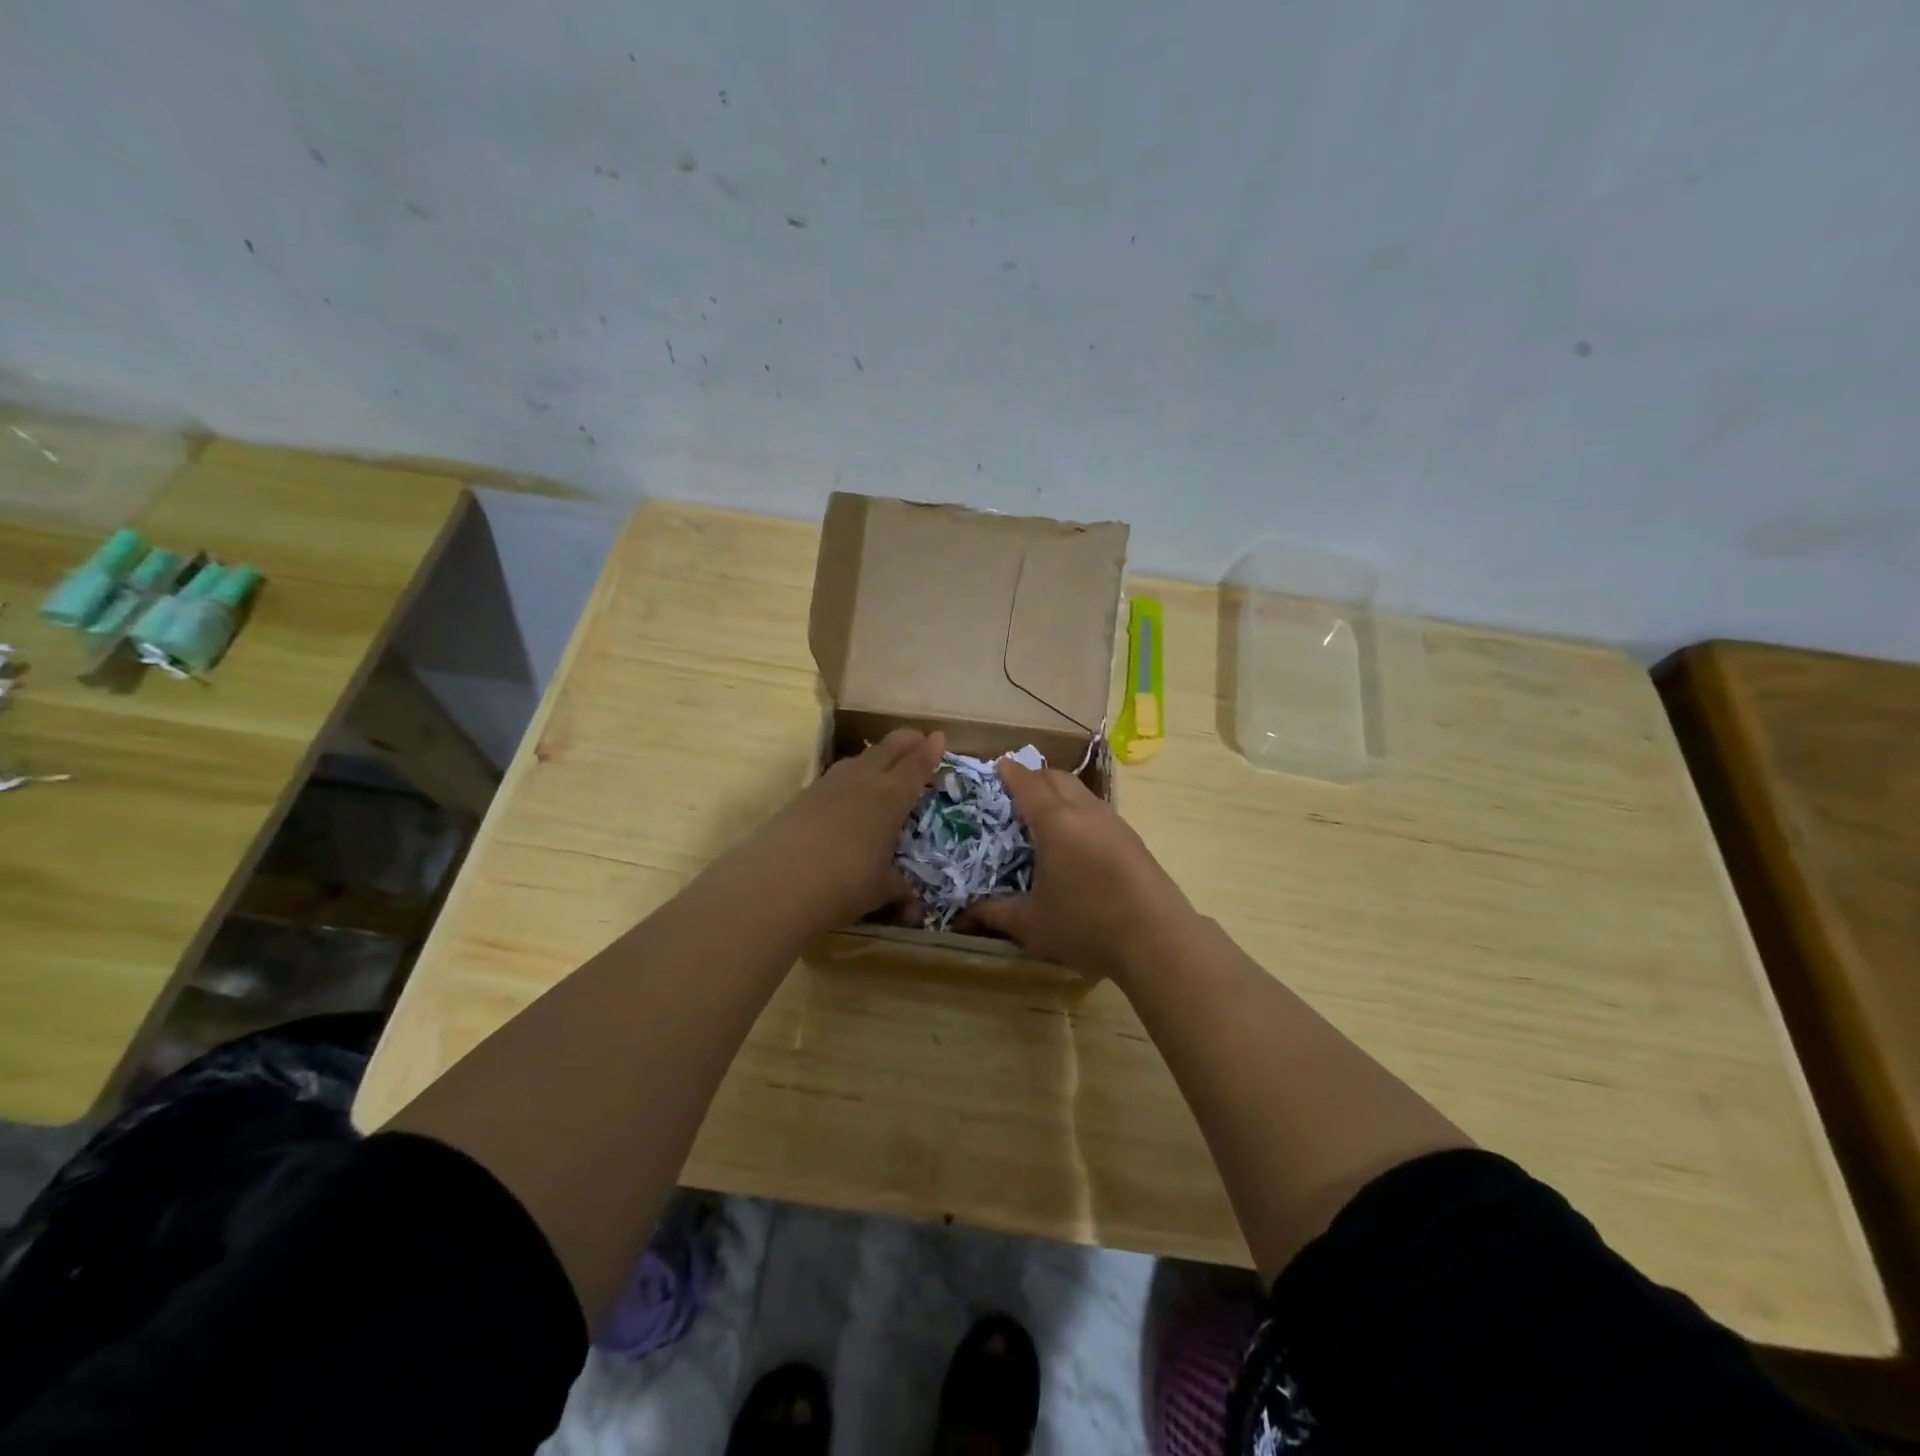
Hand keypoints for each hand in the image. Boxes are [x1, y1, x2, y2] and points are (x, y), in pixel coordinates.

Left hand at [744, 728, 945, 931]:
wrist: (777, 883)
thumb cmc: (843, 884)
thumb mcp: (879, 891)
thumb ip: (898, 892)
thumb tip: (915, 911)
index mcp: (890, 798)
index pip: (915, 766)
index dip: (929, 751)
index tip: (938, 737)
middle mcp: (862, 782)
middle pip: (888, 749)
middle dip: (905, 740)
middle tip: (917, 736)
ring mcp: (829, 785)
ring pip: (858, 758)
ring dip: (876, 754)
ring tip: (883, 758)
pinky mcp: (803, 796)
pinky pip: (835, 775)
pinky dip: (850, 773)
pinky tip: (847, 787)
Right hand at [963, 760, 1195, 982]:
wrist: (1157, 940)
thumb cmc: (1086, 926)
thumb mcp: (1031, 924)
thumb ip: (994, 913)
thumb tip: (964, 913)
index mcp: (1055, 822)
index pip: (1028, 783)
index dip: (1011, 772)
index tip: (998, 766)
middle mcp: (1085, 812)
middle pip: (1057, 778)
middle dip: (1035, 777)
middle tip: (1016, 792)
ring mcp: (1114, 823)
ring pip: (1081, 792)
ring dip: (1060, 793)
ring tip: (1045, 815)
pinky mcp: (1133, 839)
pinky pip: (1098, 811)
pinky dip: (1079, 811)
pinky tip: (1076, 841)